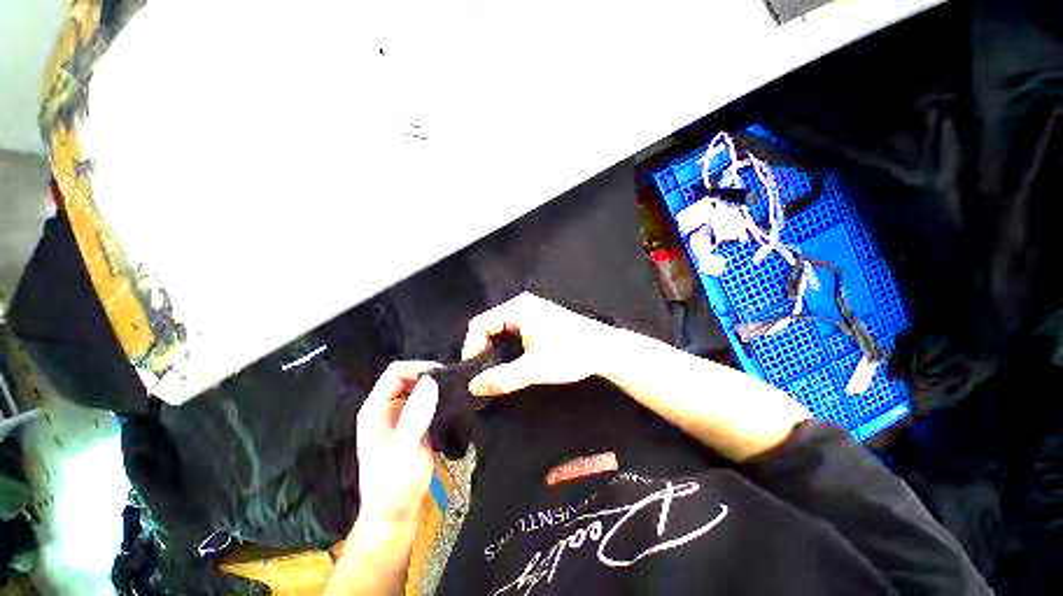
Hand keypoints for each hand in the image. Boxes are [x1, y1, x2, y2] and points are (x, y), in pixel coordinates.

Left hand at [356, 361, 438, 524]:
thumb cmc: (395, 486)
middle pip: (408, 376)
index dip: (419, 368)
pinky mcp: (412, 422)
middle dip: (431, 375)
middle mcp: (385, 407)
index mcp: (375, 409)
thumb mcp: (406, 450)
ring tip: (456, 390)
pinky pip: (426, 400)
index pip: (396, 372)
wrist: (396, 514)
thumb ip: (416, 415)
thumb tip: (431, 381)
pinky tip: (452, 402)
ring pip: (419, 386)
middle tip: (453, 382)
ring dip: (437, 386)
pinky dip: (439, 397)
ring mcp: (399, 415)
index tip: (444, 375)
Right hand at [462, 293, 617, 396]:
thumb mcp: (535, 368)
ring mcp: (532, 312)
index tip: (474, 373)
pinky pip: (514, 333)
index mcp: (518, 308)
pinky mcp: (540, 321)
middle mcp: (522, 305)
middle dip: (484, 351)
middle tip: (484, 375)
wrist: (606, 350)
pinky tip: (512, 364)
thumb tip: (474, 387)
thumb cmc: (573, 353)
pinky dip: (508, 349)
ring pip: (502, 331)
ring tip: (496, 372)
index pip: (480, 324)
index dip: (472, 348)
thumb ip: (503, 378)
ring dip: (496, 351)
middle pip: (489, 326)